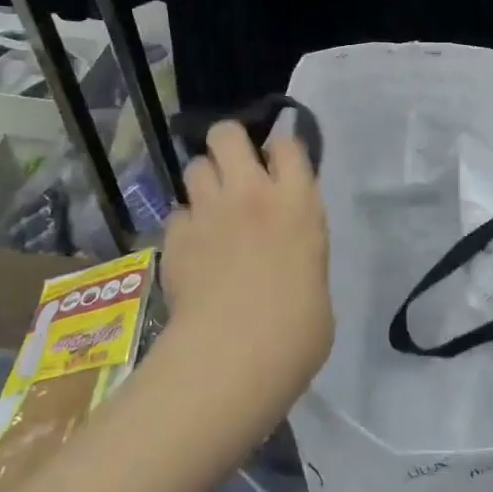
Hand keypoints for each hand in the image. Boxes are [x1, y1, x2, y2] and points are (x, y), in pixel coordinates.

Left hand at [161, 121, 332, 402]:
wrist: (234, 356)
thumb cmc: (297, 329)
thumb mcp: (316, 276)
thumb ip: (301, 246)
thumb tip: (287, 252)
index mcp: (297, 201)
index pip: (288, 144)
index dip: (281, 151)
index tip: (280, 166)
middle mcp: (251, 193)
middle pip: (228, 135)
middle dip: (230, 144)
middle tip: (236, 170)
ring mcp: (209, 212)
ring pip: (195, 166)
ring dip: (204, 181)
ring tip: (212, 208)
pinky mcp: (175, 238)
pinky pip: (177, 213)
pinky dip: (185, 224)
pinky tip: (192, 248)